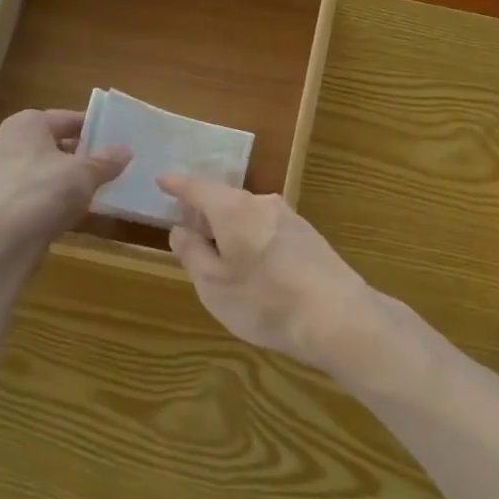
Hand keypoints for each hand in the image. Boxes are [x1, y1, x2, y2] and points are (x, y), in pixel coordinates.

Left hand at [0, 109, 129, 250]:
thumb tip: (125, 150)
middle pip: (52, 144)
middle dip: (78, 154)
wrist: (0, 243)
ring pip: (41, 171)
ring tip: (92, 190)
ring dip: (64, 179)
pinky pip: (31, 194)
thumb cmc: (44, 192)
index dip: (92, 128)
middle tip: (107, 165)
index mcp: (26, 125)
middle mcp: (6, 143)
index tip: (114, 140)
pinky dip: (49, 200)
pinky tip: (68, 213)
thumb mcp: (85, 174)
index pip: (67, 118)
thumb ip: (106, 160)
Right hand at [158, 174, 372, 372]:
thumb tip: (180, 229)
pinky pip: (267, 230)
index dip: (177, 185)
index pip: (198, 187)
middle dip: (204, 213)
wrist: (337, 317)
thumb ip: (192, 253)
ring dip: (230, 229)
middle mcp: (263, 203)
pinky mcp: (309, 237)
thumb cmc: (264, 300)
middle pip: (225, 200)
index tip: (161, 181)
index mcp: (233, 208)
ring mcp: (290, 218)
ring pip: (248, 216)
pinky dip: (251, 240)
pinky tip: (253, 268)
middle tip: (188, 232)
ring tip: (219, 257)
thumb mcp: (213, 284)